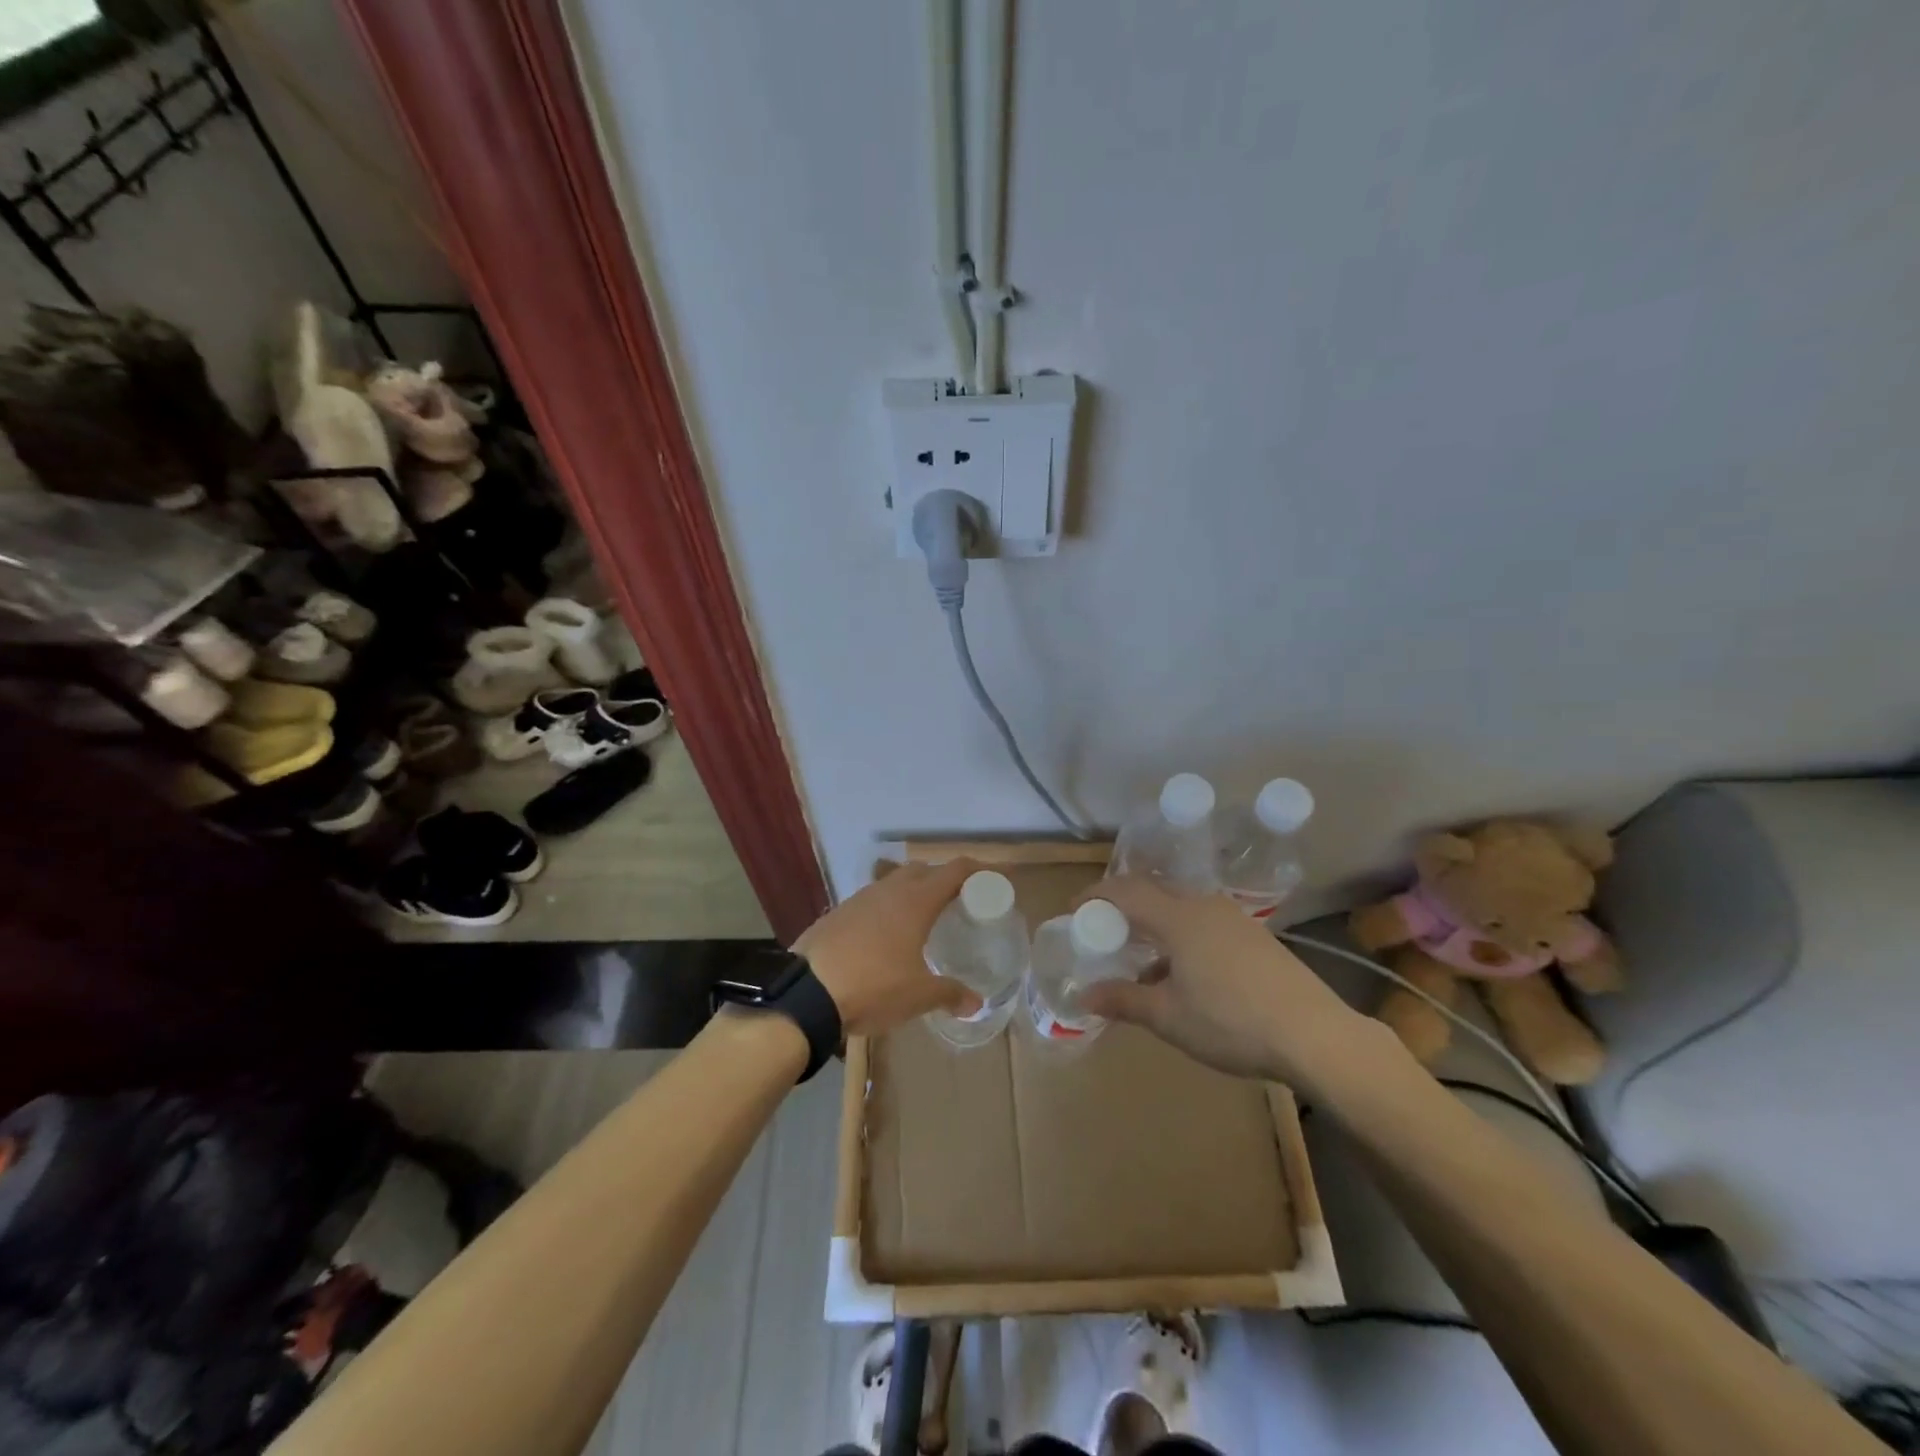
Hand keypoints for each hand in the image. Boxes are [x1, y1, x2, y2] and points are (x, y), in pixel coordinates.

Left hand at [793, 859, 983, 1035]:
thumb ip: (950, 994)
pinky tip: (886, 935)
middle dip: (943, 879)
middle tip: (958, 902)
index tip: (990, 879)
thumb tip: (976, 1003)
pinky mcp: (838, 912)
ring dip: (912, 891)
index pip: (954, 870)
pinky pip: (872, 900)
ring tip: (922, 919)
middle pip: (923, 870)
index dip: (976, 870)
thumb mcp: (918, 995)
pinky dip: (887, 908)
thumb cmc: (873, 986)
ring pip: (894, 882)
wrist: (806, 991)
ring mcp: (860, 898)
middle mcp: (889, 890)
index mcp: (916, 900)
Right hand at [1074, 878, 1367, 1083]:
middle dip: (1124, 906)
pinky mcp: (1255, 937)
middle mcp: (1204, 906)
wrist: (1316, 1035)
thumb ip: (1124, 1000)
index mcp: (1178, 917)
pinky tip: (1184, 973)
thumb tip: (1084, 995)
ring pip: (1181, 907)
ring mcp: (1234, 919)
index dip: (1095, 896)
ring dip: (1154, 924)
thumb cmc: (1231, 1022)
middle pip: (1153, 891)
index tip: (1074, 909)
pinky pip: (1204, 922)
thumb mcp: (1169, 1017)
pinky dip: (1181, 935)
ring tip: (1142, 958)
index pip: (1124, 891)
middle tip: (1104, 931)